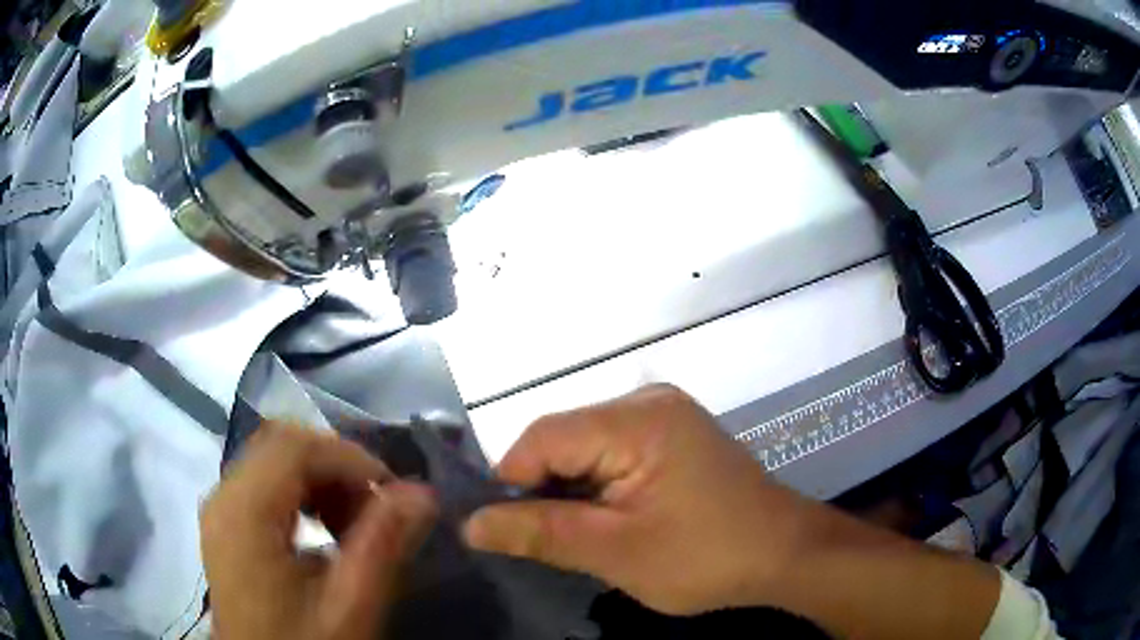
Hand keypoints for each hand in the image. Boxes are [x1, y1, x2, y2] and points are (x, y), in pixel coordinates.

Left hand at [201, 422, 437, 639]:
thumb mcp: (350, 606)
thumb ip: (383, 545)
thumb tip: (422, 492)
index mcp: (244, 512)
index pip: (293, 447)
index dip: (349, 458)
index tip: (394, 492)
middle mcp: (223, 497)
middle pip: (280, 444)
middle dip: (336, 467)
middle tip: (375, 508)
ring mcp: (221, 509)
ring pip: (273, 460)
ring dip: (320, 480)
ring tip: (353, 524)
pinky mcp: (227, 524)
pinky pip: (264, 484)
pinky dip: (301, 494)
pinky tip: (324, 533)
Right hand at [462, 385, 813, 614]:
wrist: (784, 555)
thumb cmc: (707, 557)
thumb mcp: (617, 552)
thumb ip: (540, 533)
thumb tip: (471, 524)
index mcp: (637, 418)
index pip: (542, 437)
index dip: (511, 482)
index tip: (501, 530)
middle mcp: (647, 402)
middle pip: (563, 439)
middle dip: (543, 491)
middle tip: (541, 541)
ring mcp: (663, 417)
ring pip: (584, 450)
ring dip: (570, 493)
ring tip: (574, 536)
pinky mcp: (672, 437)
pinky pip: (611, 455)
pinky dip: (596, 489)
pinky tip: (603, 521)